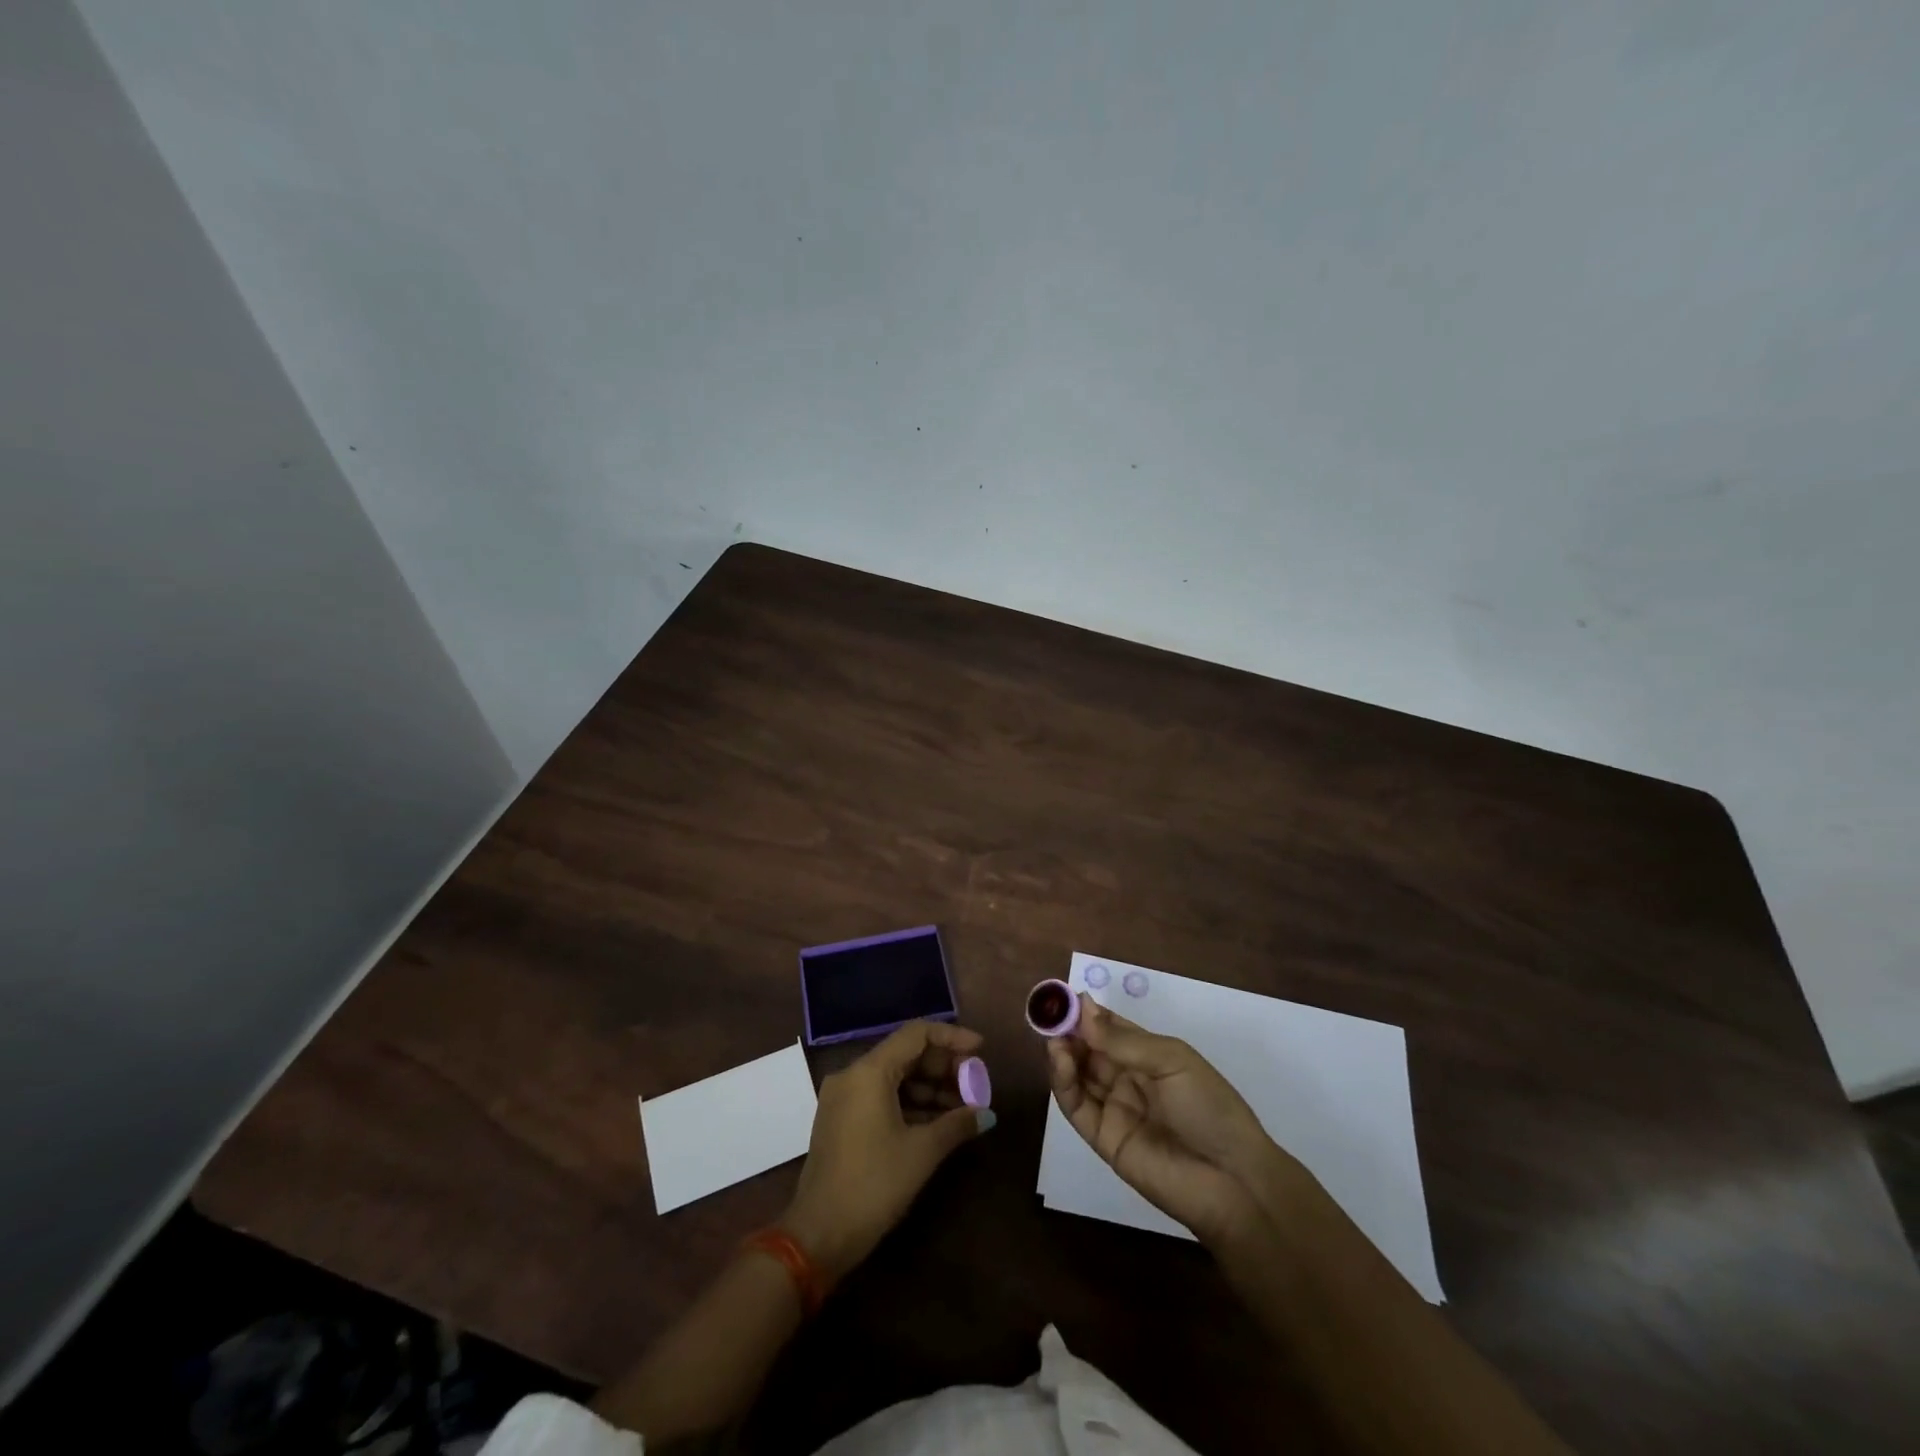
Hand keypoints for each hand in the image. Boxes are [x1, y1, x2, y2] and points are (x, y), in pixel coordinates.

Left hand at [781, 1021, 989, 1283]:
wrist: (819, 1236)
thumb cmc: (874, 1185)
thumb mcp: (922, 1152)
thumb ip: (957, 1125)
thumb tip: (986, 1114)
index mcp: (869, 1071)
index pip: (917, 1034)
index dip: (952, 1037)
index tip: (980, 1050)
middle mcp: (853, 1074)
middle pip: (906, 1054)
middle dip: (943, 1067)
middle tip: (975, 1084)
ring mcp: (844, 1097)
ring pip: (895, 1077)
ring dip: (930, 1088)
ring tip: (963, 1108)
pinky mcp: (841, 1119)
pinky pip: (881, 1096)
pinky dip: (910, 1103)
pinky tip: (938, 1122)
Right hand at [1049, 996, 1294, 1244]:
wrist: (1233, 1181)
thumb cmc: (1210, 1108)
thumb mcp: (1172, 1061)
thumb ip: (1124, 1041)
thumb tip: (1082, 1010)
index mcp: (1150, 1056)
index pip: (1110, 1028)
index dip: (1088, 1013)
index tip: (1064, 997)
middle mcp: (1128, 1079)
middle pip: (1089, 1050)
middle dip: (1069, 1031)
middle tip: (1050, 1015)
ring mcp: (1114, 1109)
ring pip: (1078, 1075)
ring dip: (1063, 1053)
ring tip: (1053, 1037)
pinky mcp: (1103, 1139)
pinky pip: (1076, 1106)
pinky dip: (1063, 1082)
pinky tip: (1059, 1059)